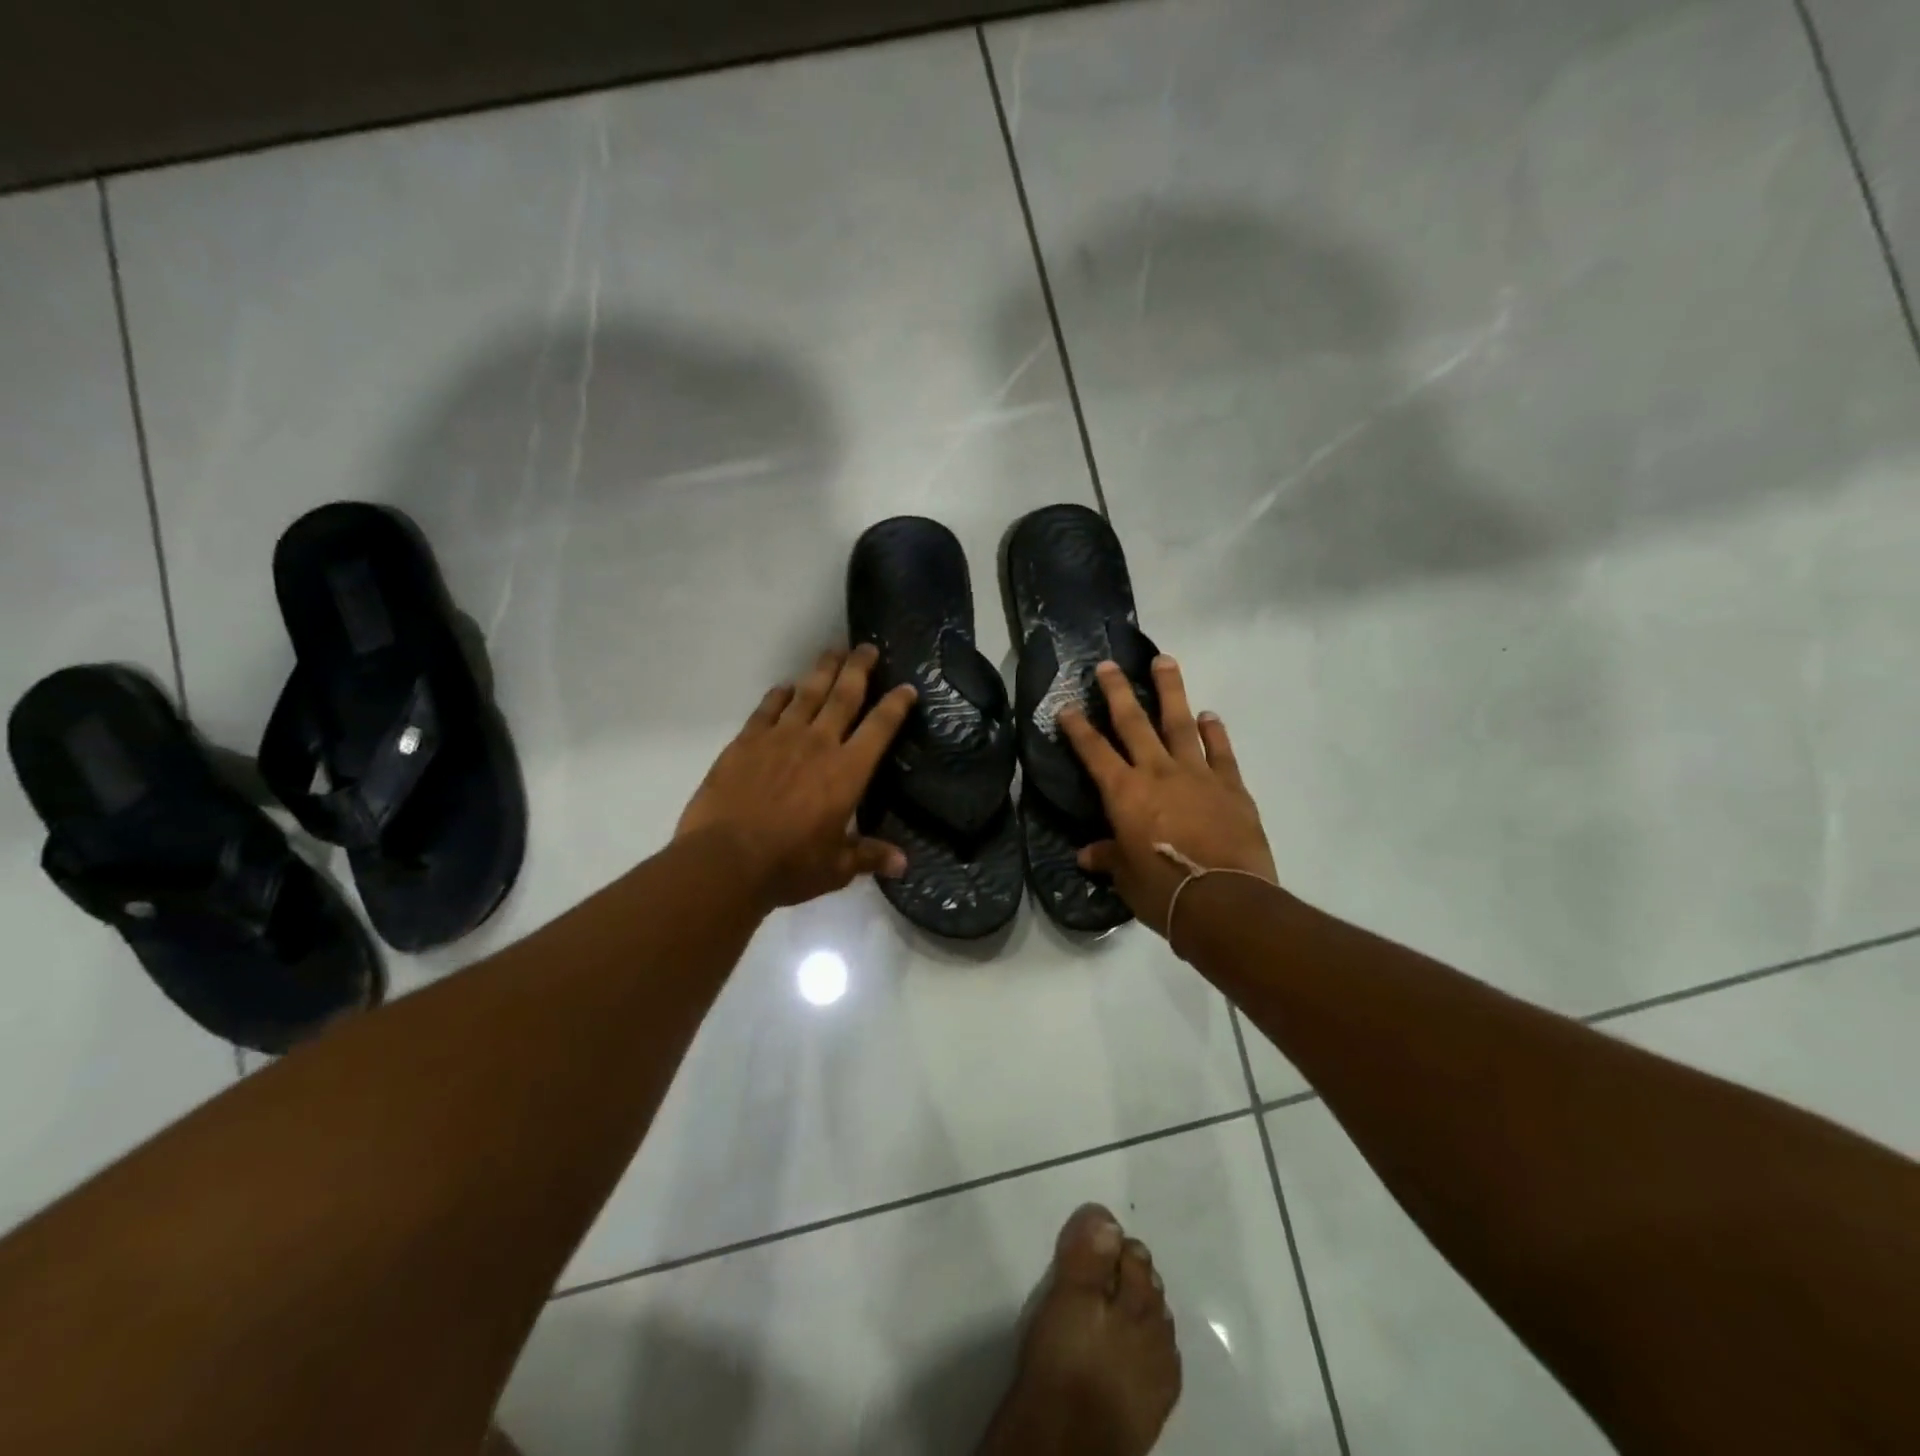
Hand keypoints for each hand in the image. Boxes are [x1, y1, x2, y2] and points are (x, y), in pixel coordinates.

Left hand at [677, 645, 915, 910]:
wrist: (725, 861)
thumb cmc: (789, 865)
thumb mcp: (836, 867)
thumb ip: (869, 856)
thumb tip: (903, 865)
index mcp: (847, 771)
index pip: (880, 727)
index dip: (896, 705)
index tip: (907, 687)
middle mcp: (818, 744)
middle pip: (844, 695)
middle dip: (859, 669)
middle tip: (867, 647)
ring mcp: (779, 738)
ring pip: (807, 693)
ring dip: (823, 670)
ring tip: (833, 652)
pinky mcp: (746, 742)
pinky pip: (767, 709)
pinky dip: (779, 695)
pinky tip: (785, 687)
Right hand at [1059, 656, 1275, 936]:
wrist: (1224, 900)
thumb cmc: (1163, 890)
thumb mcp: (1127, 878)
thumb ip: (1109, 857)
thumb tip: (1086, 855)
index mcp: (1124, 793)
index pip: (1093, 752)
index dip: (1077, 727)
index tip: (1066, 705)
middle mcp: (1157, 772)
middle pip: (1134, 722)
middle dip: (1118, 691)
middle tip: (1109, 664)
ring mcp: (1197, 774)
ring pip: (1180, 722)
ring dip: (1170, 690)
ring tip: (1164, 661)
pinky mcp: (1231, 786)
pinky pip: (1220, 751)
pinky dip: (1214, 731)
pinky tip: (1209, 715)